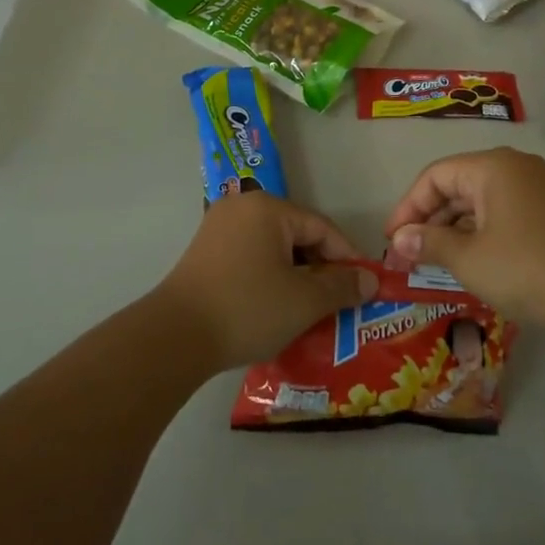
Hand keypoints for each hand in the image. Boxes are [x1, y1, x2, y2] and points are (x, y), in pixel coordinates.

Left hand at [157, 192, 378, 370]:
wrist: (175, 337)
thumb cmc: (247, 309)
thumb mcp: (304, 301)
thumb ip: (342, 287)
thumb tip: (370, 282)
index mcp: (267, 208)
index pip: (322, 228)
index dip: (347, 258)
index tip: (365, 288)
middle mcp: (242, 208)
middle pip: (297, 235)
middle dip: (321, 270)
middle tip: (339, 302)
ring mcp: (219, 229)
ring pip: (273, 249)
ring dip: (296, 277)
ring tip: (312, 310)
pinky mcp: (205, 253)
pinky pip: (251, 258)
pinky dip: (270, 279)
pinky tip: (278, 308)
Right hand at [384, 148, 544, 329]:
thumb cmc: (524, 267)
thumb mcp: (467, 258)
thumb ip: (428, 243)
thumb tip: (398, 241)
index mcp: (491, 166)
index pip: (434, 176)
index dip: (407, 207)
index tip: (391, 240)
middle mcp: (514, 167)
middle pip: (457, 184)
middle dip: (428, 218)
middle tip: (407, 253)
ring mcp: (536, 189)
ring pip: (479, 200)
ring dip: (452, 228)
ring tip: (432, 260)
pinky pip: (501, 212)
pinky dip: (478, 232)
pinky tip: (468, 260)